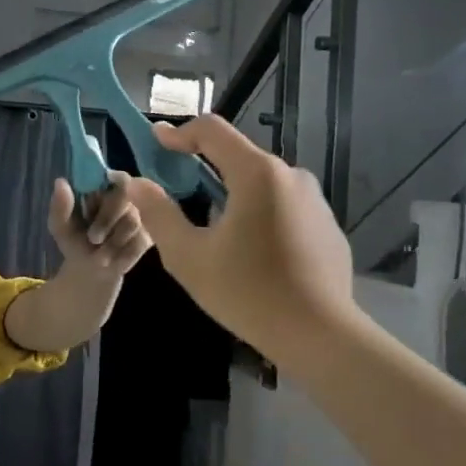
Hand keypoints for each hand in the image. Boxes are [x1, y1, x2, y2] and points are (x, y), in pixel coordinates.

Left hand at [46, 172, 151, 275]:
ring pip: (131, 221)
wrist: (90, 272)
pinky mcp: (147, 237)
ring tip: (101, 255)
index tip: (94, 203)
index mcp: (100, 190)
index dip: (108, 186)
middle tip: (93, 239)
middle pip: (122, 199)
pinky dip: (124, 253)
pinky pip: (139, 240)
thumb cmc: (75, 243)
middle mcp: (122, 199)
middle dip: (106, 220)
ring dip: (113, 241)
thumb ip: (60, 206)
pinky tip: (115, 259)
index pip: (112, 177)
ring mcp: (137, 217)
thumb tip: (60, 181)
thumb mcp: (61, 227)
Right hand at [124, 115, 361, 364]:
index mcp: (257, 174)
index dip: (179, 132)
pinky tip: (253, 254)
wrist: (320, 335)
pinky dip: (262, 216)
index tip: (156, 142)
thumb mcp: (188, 256)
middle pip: (238, 157)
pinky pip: (285, 208)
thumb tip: (137, 183)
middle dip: (205, 169)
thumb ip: (159, 213)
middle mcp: (291, 175)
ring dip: (234, 196)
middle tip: (178, 194)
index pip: (212, 130)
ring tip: (215, 233)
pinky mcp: (328, 226)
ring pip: (262, 185)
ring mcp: (315, 200)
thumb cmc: (247, 292)